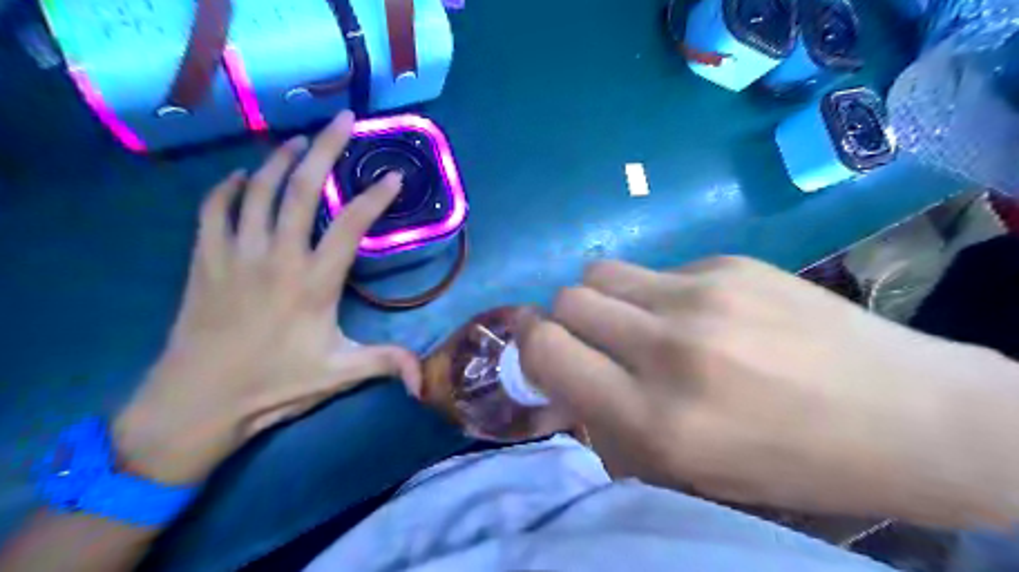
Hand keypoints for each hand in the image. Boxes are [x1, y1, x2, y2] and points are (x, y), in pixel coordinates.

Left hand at [115, 108, 420, 481]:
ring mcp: (236, 253)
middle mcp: (277, 256)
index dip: (375, 197)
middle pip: (302, 189)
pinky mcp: (205, 259)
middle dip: (326, 148)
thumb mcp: (340, 374)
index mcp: (315, 282)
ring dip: (280, 158)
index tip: (393, 175)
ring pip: (258, 189)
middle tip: (344, 120)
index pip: (351, 225)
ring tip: (299, 140)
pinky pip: (214, 208)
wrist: (198, 401)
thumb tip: (425, 380)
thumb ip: (387, 364)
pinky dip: (229, 187)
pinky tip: (242, 177)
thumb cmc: (274, 384)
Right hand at [521, 256, 1017, 524]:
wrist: (902, 413)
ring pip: (599, 271)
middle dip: (563, 319)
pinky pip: (655, 270)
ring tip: (633, 318)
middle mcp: (668, 349)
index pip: (549, 350)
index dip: (530, 343)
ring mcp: (701, 295)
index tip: (538, 344)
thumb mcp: (683, 469)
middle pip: (567, 299)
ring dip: (600, 296)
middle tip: (590, 337)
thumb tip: (562, 377)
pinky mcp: (728, 263)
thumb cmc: (784, 461)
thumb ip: (608, 422)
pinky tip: (696, 312)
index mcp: (654, 419)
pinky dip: (653, 292)